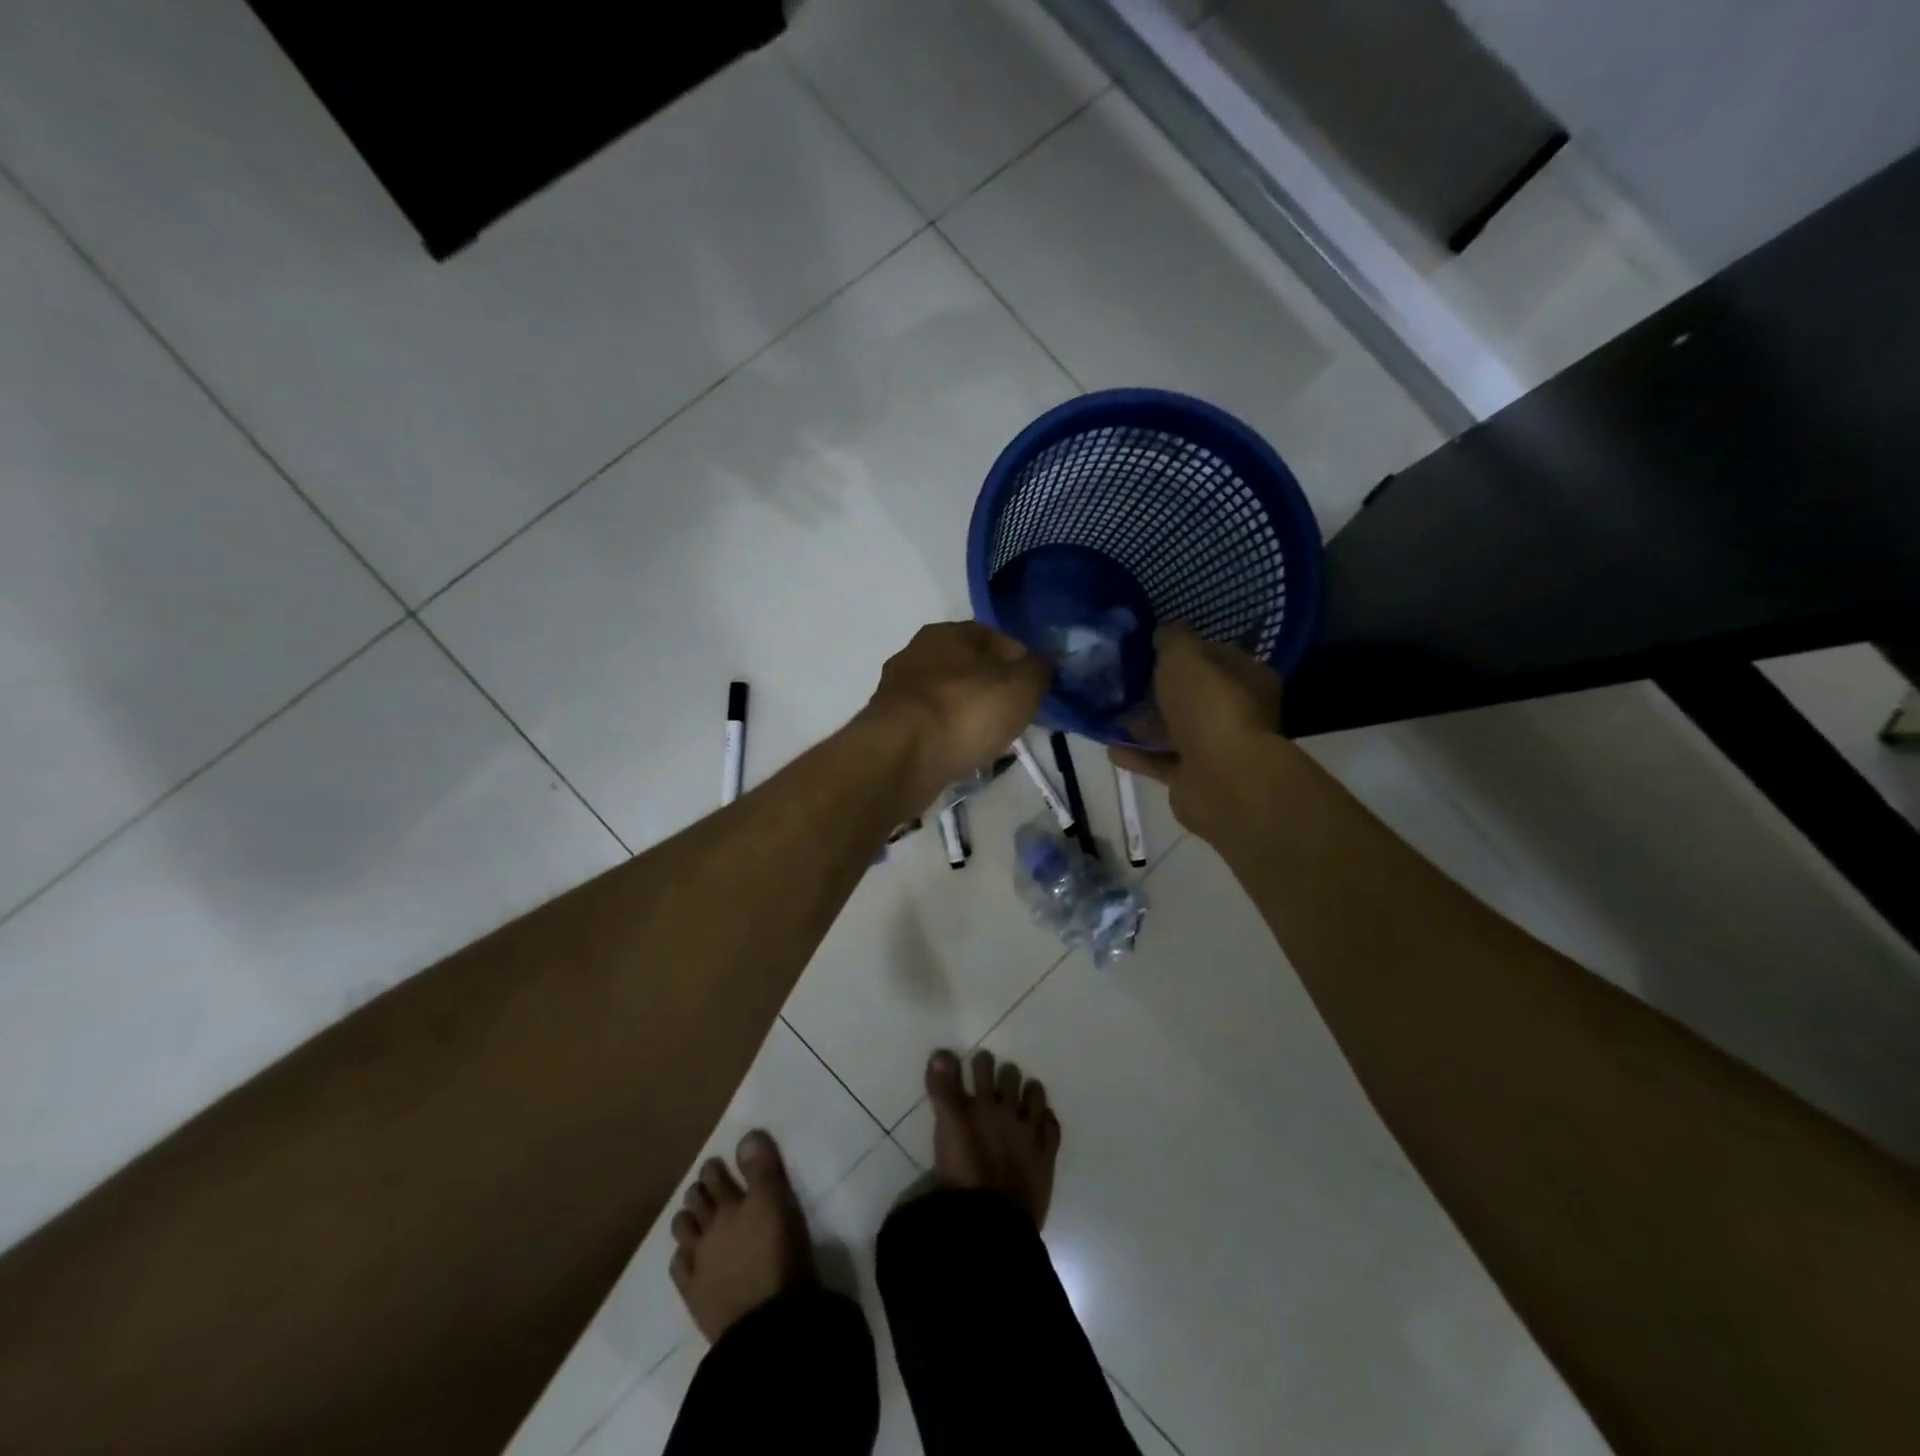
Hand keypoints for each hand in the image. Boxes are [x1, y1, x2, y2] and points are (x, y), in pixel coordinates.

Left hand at [859, 622, 1049, 809]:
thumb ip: (1039, 670)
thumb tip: (1044, 663)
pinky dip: (948, 737)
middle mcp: (917, 653)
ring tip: (991, 741)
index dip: (1021, 662)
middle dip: (993, 690)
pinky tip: (962, 755)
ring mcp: (898, 691)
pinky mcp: (888, 726)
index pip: (995, 638)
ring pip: (948, 699)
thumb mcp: (1022, 686)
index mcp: (947, 632)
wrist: (902, 756)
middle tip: (1015, 717)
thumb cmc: (966, 710)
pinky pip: (931, 727)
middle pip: (969, 669)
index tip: (1036, 690)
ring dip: (970, 716)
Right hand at [1110, 624, 1283, 842]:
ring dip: (1147, 725)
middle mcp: (1238, 714)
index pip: (1217, 656)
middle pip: (1195, 696)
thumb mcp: (1185, 657)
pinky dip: (1139, 755)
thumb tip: (1167, 630)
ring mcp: (1217, 750)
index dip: (1187, 649)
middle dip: (1163, 690)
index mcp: (1248, 679)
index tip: (1154, 646)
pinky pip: (1162, 762)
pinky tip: (1110, 747)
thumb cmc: (1209, 707)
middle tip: (1126, 680)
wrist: (1222, 780)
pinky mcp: (1195, 779)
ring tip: (1112, 713)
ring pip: (1177, 731)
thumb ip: (1174, 640)